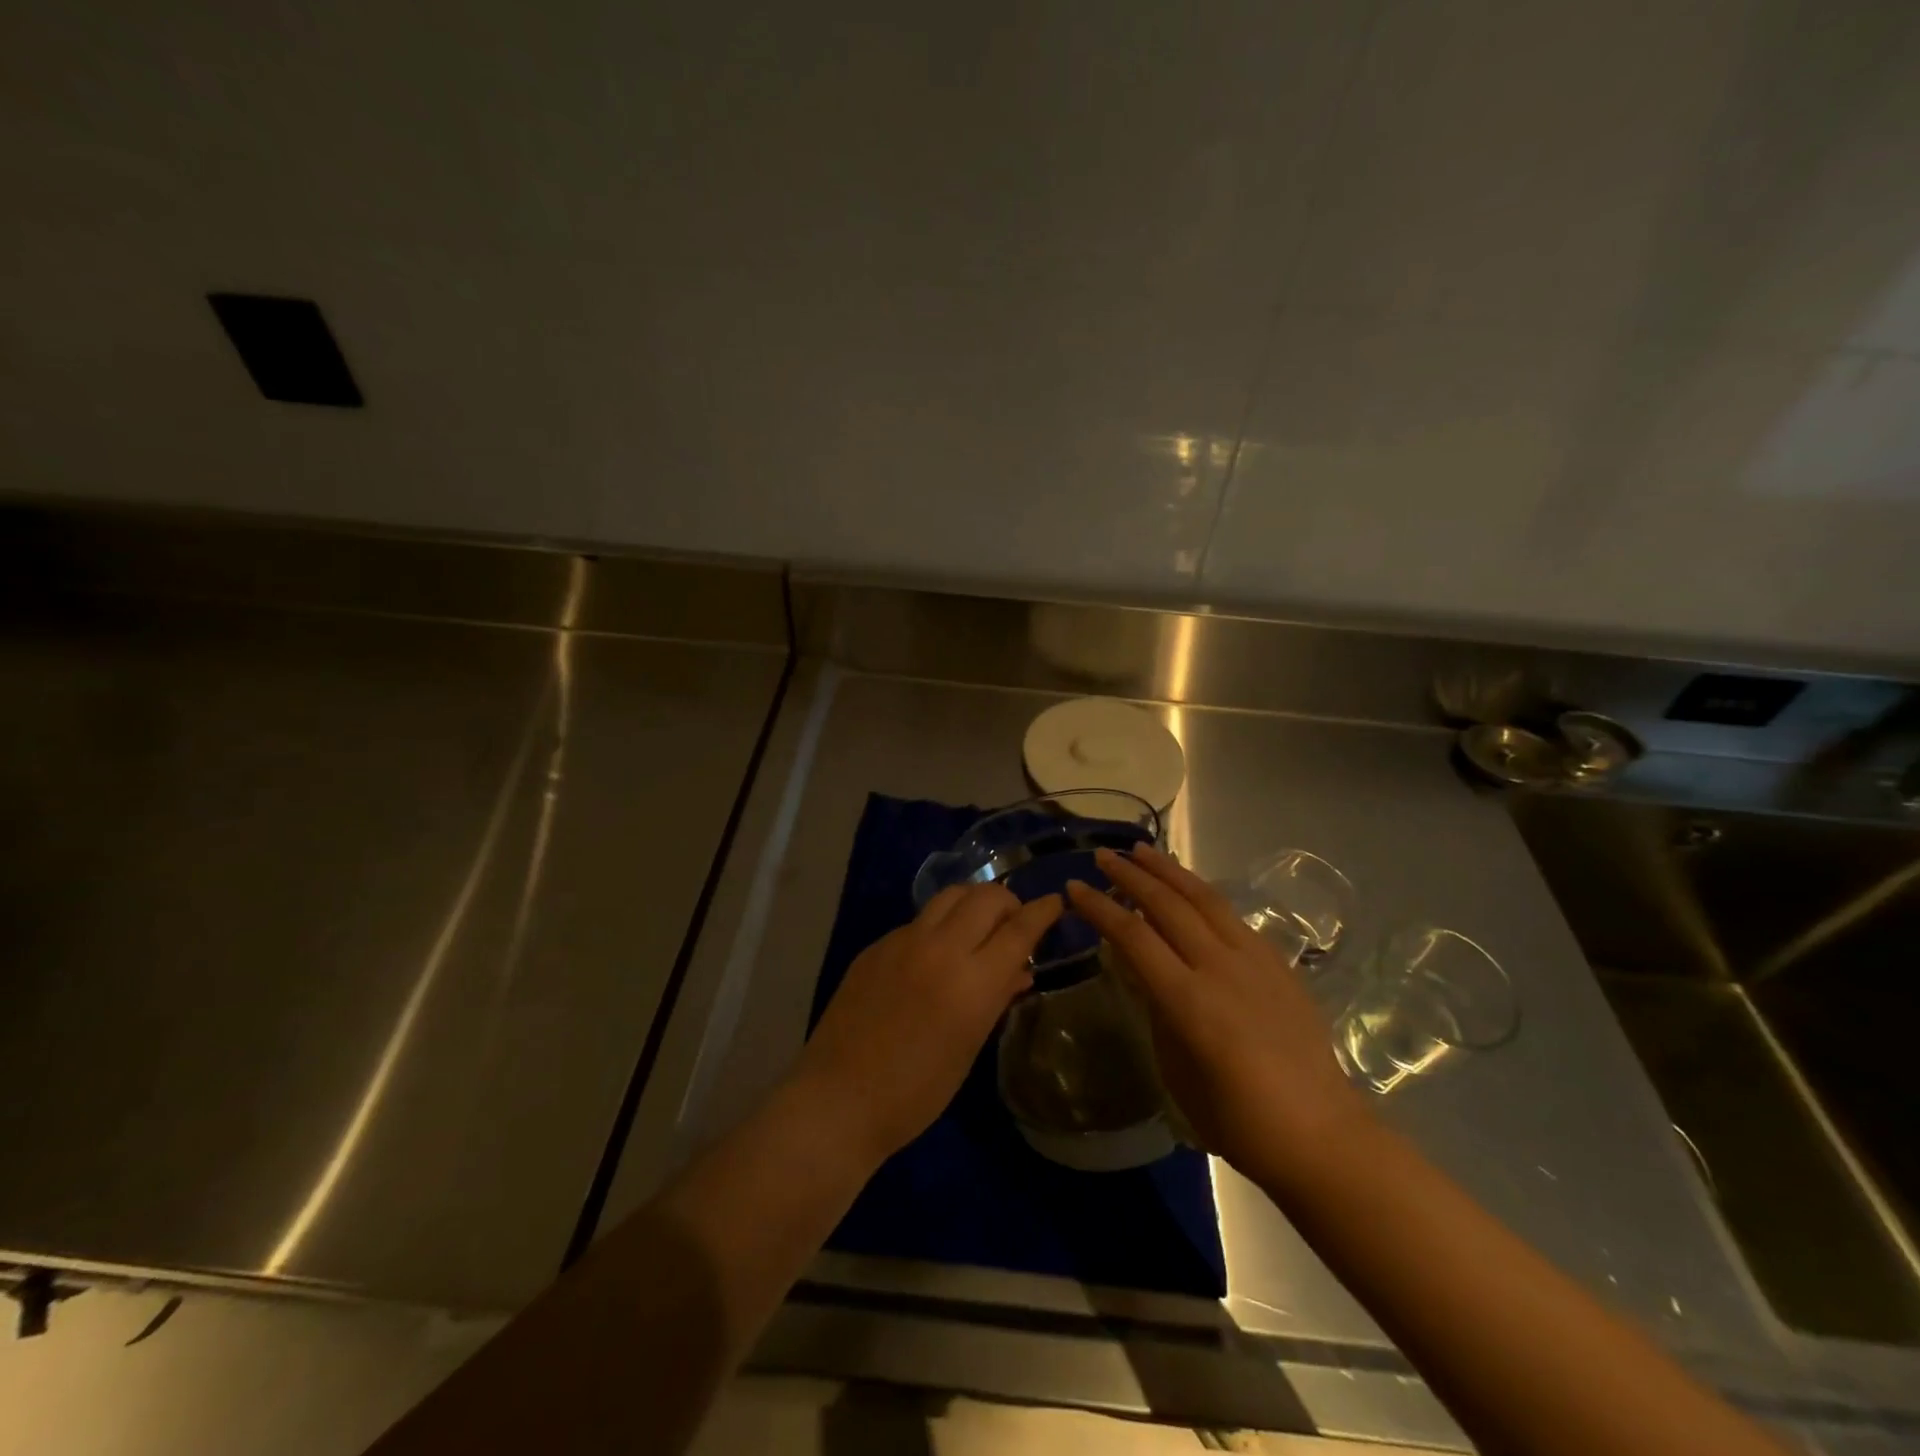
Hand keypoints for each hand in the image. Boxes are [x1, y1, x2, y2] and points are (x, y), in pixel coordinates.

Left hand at [795, 883, 1061, 1165]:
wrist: (839, 1098)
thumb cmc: (915, 1091)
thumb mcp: (968, 1048)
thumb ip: (997, 1000)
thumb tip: (1021, 971)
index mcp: (972, 981)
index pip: (1019, 929)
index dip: (1042, 912)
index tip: (1055, 902)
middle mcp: (941, 948)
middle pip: (986, 897)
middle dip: (1008, 902)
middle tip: (1013, 924)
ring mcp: (903, 941)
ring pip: (950, 896)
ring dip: (974, 902)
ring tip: (978, 927)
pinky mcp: (877, 945)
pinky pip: (919, 920)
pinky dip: (939, 925)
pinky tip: (935, 955)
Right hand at [1067, 845, 1369, 1187]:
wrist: (1321, 1135)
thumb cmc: (1238, 1120)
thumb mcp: (1177, 1072)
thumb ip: (1158, 1014)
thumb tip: (1145, 976)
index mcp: (1189, 1001)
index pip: (1133, 937)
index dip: (1100, 908)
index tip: (1074, 888)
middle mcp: (1220, 968)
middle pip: (1167, 905)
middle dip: (1131, 876)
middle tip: (1104, 856)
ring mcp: (1254, 961)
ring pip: (1204, 899)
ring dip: (1169, 871)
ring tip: (1143, 851)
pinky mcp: (1278, 964)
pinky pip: (1232, 917)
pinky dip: (1202, 895)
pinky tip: (1191, 891)